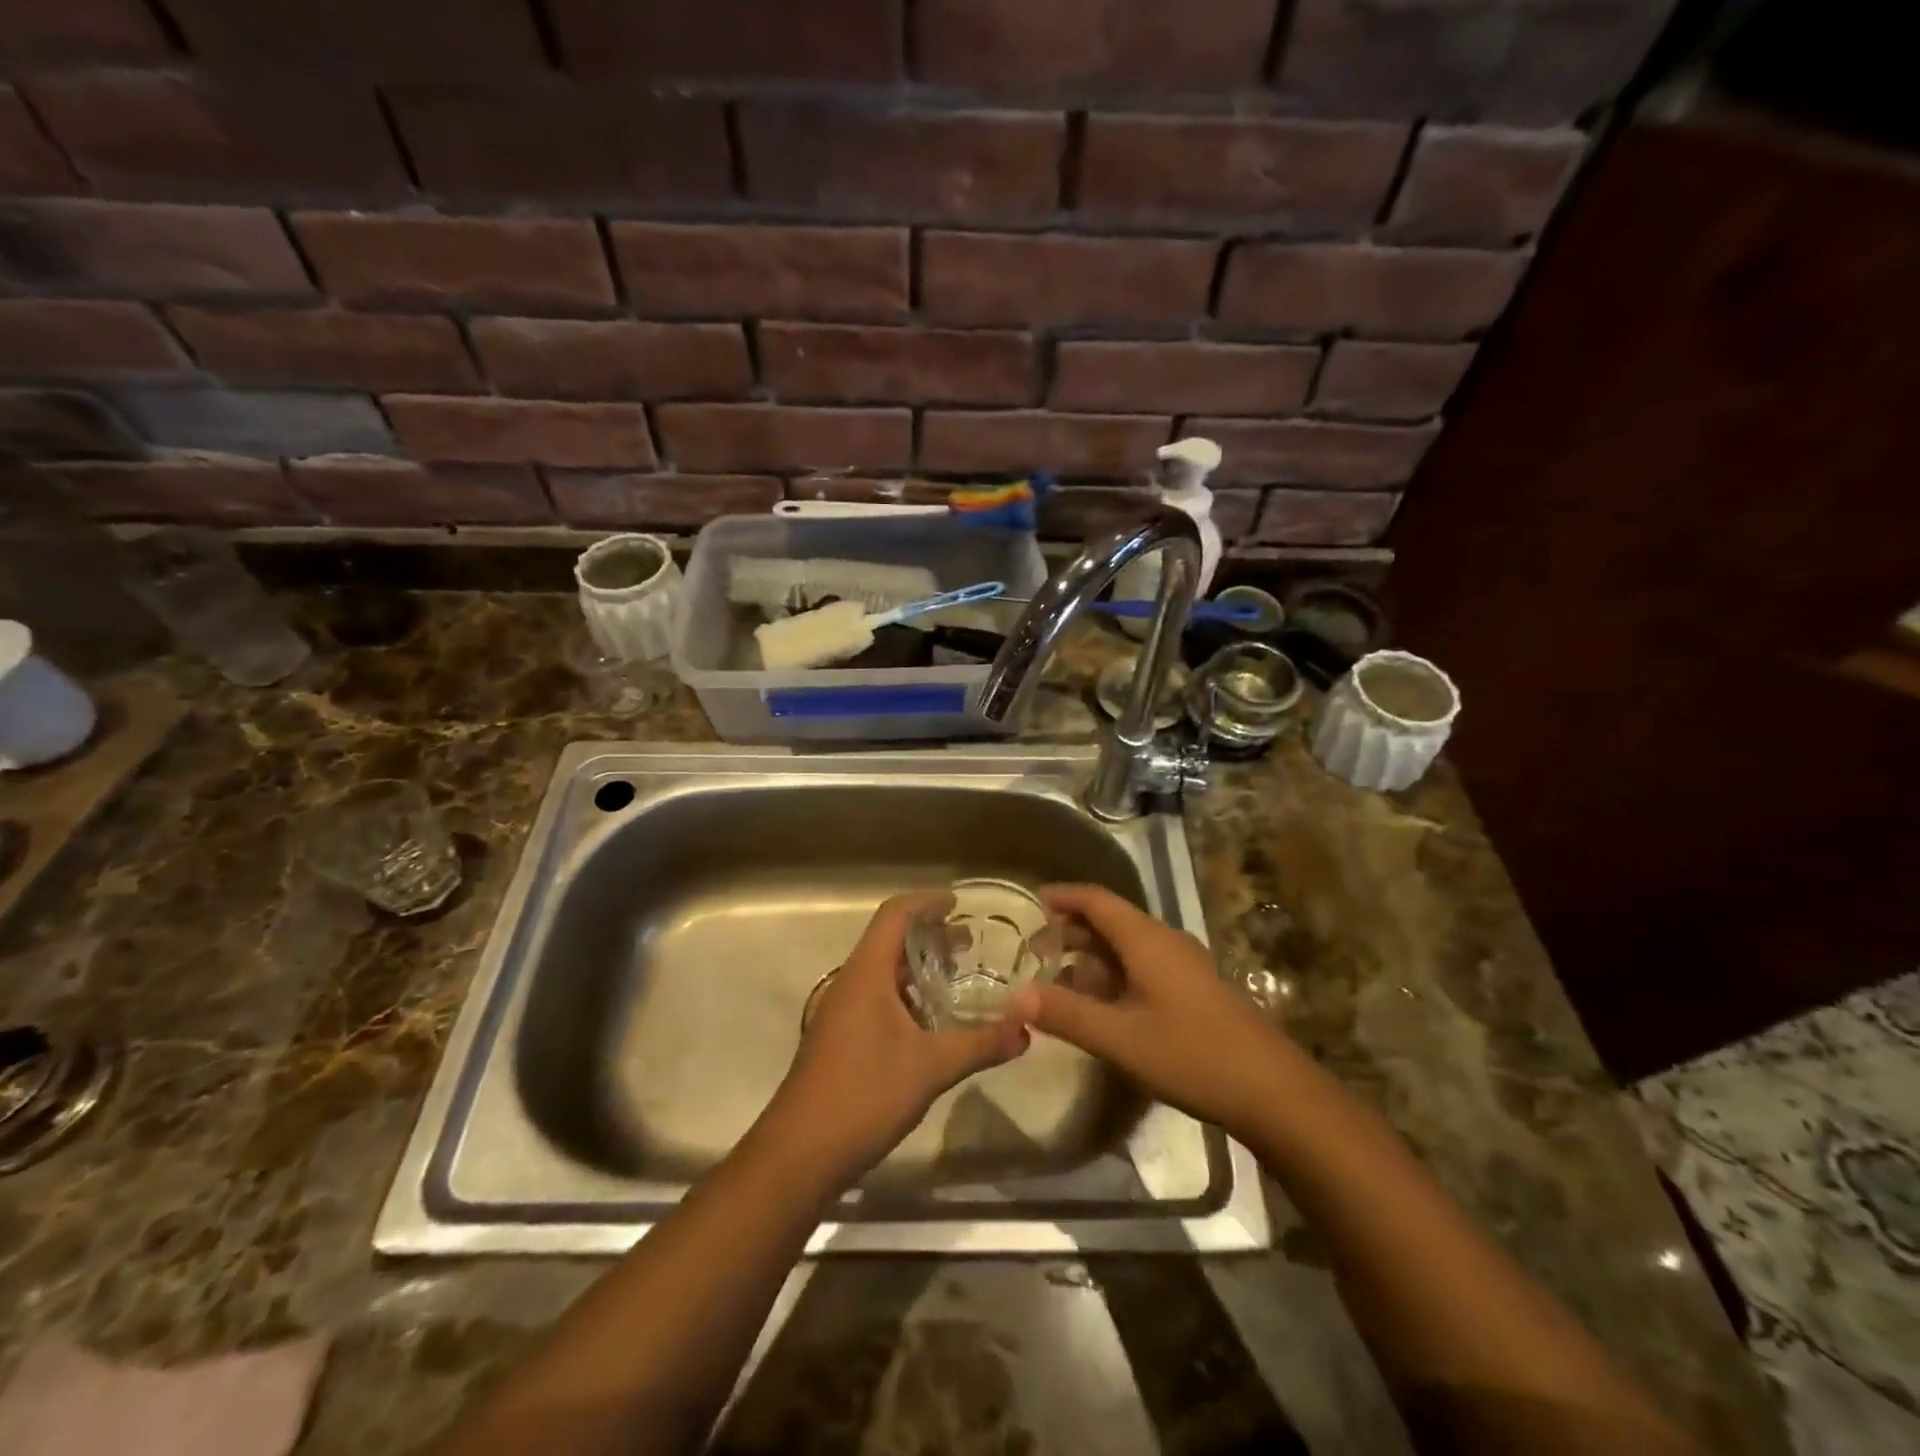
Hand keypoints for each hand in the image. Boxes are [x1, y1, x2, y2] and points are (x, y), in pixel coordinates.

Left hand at [761, 892, 1030, 1184]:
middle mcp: (850, 982)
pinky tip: (931, 1022)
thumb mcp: (931, 1067)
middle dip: (930, 936)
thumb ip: (981, 1044)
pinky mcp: (840, 1038)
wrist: (799, 1153)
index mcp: (866, 973)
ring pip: (883, 972)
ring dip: (918, 968)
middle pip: (890, 940)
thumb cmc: (864, 1094)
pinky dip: (906, 995)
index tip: (959, 905)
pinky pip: (876, 998)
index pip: (895, 914)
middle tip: (970, 944)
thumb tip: (1027, 1029)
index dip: (927, 902)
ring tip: (957, 978)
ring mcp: (841, 1011)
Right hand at [1007, 883, 1295, 1139]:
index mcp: (1146, 939)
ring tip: (1060, 977)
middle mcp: (1165, 941)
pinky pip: (1144, 965)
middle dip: (1071, 929)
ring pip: (1128, 945)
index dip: (1063, 896)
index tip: (1031, 901)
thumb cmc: (1192, 1054)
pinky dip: (1114, 973)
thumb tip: (1014, 997)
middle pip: (1111, 920)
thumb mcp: (1120, 1038)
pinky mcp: (1195, 989)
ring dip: (1092, 954)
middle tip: (1035, 949)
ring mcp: (1184, 965)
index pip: (1096, 899)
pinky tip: (1103, 1004)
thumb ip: (1066, 1014)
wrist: (1273, 1091)